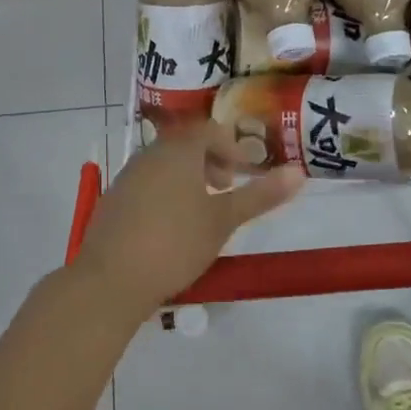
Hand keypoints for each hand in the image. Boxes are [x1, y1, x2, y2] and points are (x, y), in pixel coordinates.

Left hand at [71, 121, 304, 319]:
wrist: (110, 279)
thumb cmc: (175, 243)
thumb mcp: (224, 220)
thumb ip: (260, 195)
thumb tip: (299, 172)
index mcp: (179, 150)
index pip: (209, 130)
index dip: (231, 147)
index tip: (245, 173)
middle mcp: (151, 154)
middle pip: (186, 144)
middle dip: (211, 161)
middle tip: (228, 188)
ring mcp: (128, 175)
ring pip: (165, 163)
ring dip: (188, 177)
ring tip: (203, 210)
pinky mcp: (113, 199)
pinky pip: (147, 182)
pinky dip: (166, 191)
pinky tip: (171, 226)